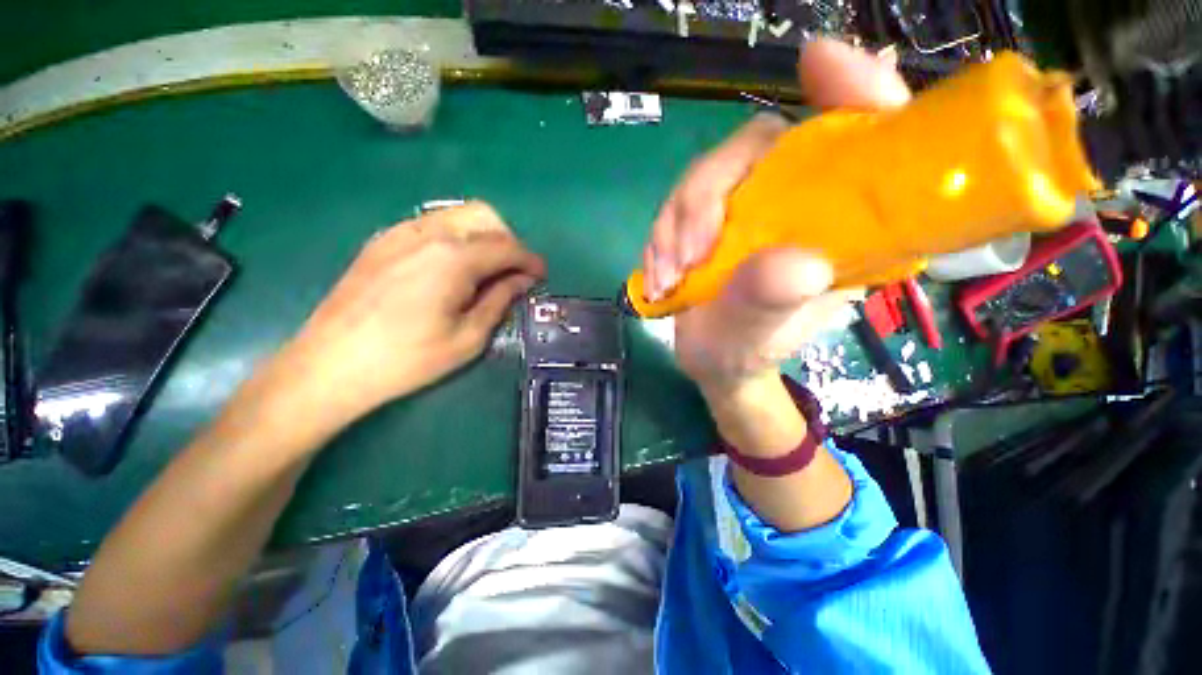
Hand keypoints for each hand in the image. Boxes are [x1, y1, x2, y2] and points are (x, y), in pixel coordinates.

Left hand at [268, 202, 544, 434]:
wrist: (331, 364)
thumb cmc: (408, 359)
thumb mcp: (468, 337)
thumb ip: (500, 300)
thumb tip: (522, 280)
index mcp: (454, 258)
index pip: (507, 247)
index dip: (530, 260)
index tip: (541, 275)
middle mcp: (429, 233)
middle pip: (485, 216)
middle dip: (509, 240)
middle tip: (514, 272)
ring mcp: (401, 232)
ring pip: (458, 215)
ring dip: (483, 236)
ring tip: (487, 270)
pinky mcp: (383, 241)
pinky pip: (432, 224)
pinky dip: (456, 238)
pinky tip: (453, 267)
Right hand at [643, 39, 911, 393]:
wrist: (712, 361)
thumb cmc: (747, 353)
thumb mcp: (758, 340)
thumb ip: (771, 305)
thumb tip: (793, 264)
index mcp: (839, 227)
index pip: (862, 139)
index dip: (851, 91)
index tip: (817, 62)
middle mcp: (797, 203)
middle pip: (755, 150)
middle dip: (706, 197)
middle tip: (688, 256)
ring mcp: (748, 209)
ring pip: (704, 178)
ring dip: (673, 228)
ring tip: (666, 281)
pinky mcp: (709, 220)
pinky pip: (677, 206)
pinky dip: (660, 241)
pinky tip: (659, 278)